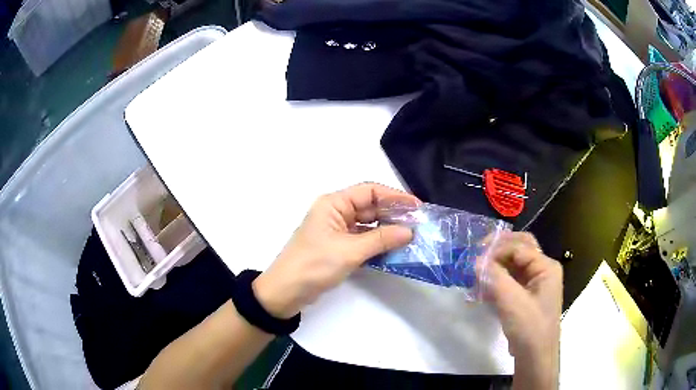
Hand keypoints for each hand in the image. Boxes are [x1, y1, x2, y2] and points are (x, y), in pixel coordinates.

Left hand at [253, 183, 418, 318]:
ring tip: (411, 236)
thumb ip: (381, 239)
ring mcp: (337, 231)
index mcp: (333, 204)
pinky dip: (377, 243)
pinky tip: (394, 249)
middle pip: (370, 207)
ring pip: (368, 225)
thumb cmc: (314, 264)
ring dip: (387, 230)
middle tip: (419, 224)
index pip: (369, 191)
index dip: (394, 196)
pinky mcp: (338, 247)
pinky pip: (363, 240)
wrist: (286, 291)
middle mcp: (335, 212)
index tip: (417, 207)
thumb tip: (409, 231)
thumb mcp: (349, 251)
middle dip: (393, 214)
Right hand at [484, 232, 561, 388]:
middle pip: (519, 250)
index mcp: (546, 267)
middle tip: (477, 253)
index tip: (475, 257)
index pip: (520, 247)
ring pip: (513, 266)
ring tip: (476, 274)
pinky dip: (496, 282)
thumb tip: (476, 260)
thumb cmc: (528, 326)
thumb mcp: (511, 300)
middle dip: (498, 251)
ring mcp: (535, 284)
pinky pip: (510, 282)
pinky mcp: (526, 297)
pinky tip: (482, 290)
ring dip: (495, 268)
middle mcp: (542, 271)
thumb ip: (494, 277)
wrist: (534, 356)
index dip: (497, 249)